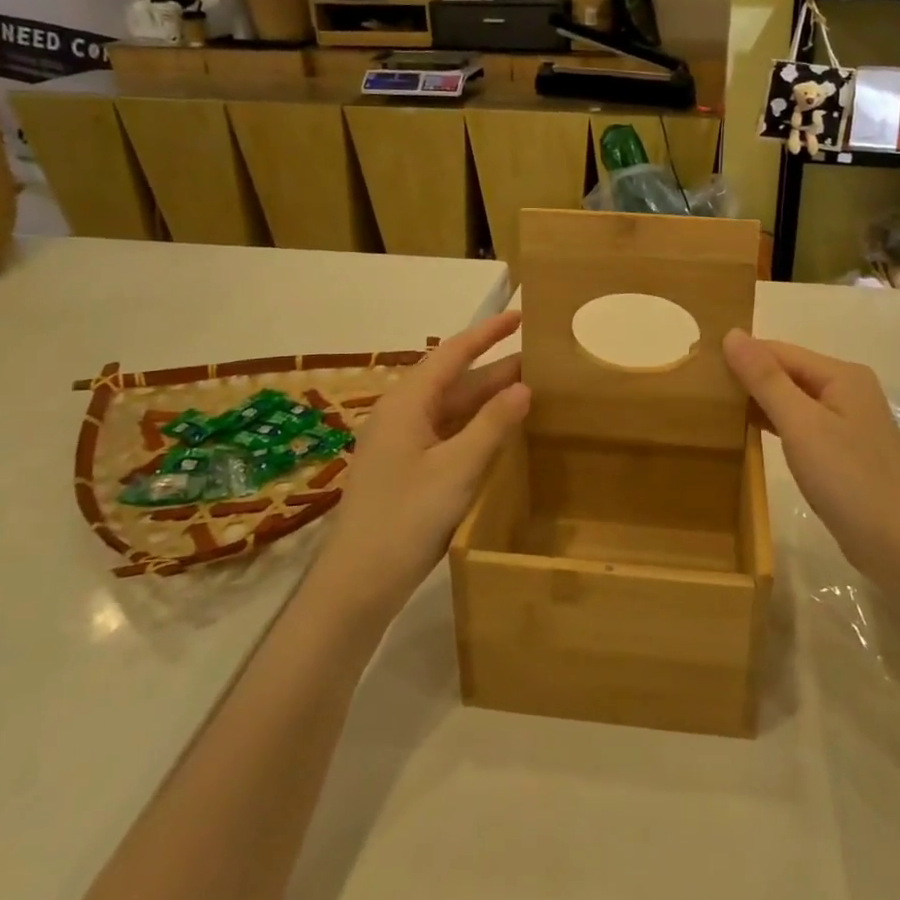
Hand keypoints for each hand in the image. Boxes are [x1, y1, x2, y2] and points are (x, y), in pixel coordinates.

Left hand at [312, 311, 529, 622]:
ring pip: (453, 410)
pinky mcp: (407, 470)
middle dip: (496, 369)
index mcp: (407, 404)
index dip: (486, 333)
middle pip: (455, 381)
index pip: (452, 353)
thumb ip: (492, 425)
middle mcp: (402, 415)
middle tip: (541, 361)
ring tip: (532, 392)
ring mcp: (403, 444)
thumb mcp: (457, 469)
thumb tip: (524, 387)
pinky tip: (503, 434)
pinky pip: (448, 434)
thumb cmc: (405, 518)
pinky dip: (477, 428)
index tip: (519, 315)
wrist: (358, 583)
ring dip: (488, 400)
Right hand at [722, 330, 899, 585]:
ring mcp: (849, 422)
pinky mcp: (844, 450)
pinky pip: (802, 424)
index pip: (780, 351)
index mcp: (843, 375)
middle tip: (702, 389)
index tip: (699, 366)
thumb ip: (766, 379)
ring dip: (759, 402)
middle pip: (788, 372)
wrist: (898, 546)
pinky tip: (749, 433)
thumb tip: (732, 334)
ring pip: (794, 400)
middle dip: (749, 378)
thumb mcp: (801, 424)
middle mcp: (849, 390)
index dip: (742, 356)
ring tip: (717, 408)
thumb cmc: (848, 479)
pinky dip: (775, 425)